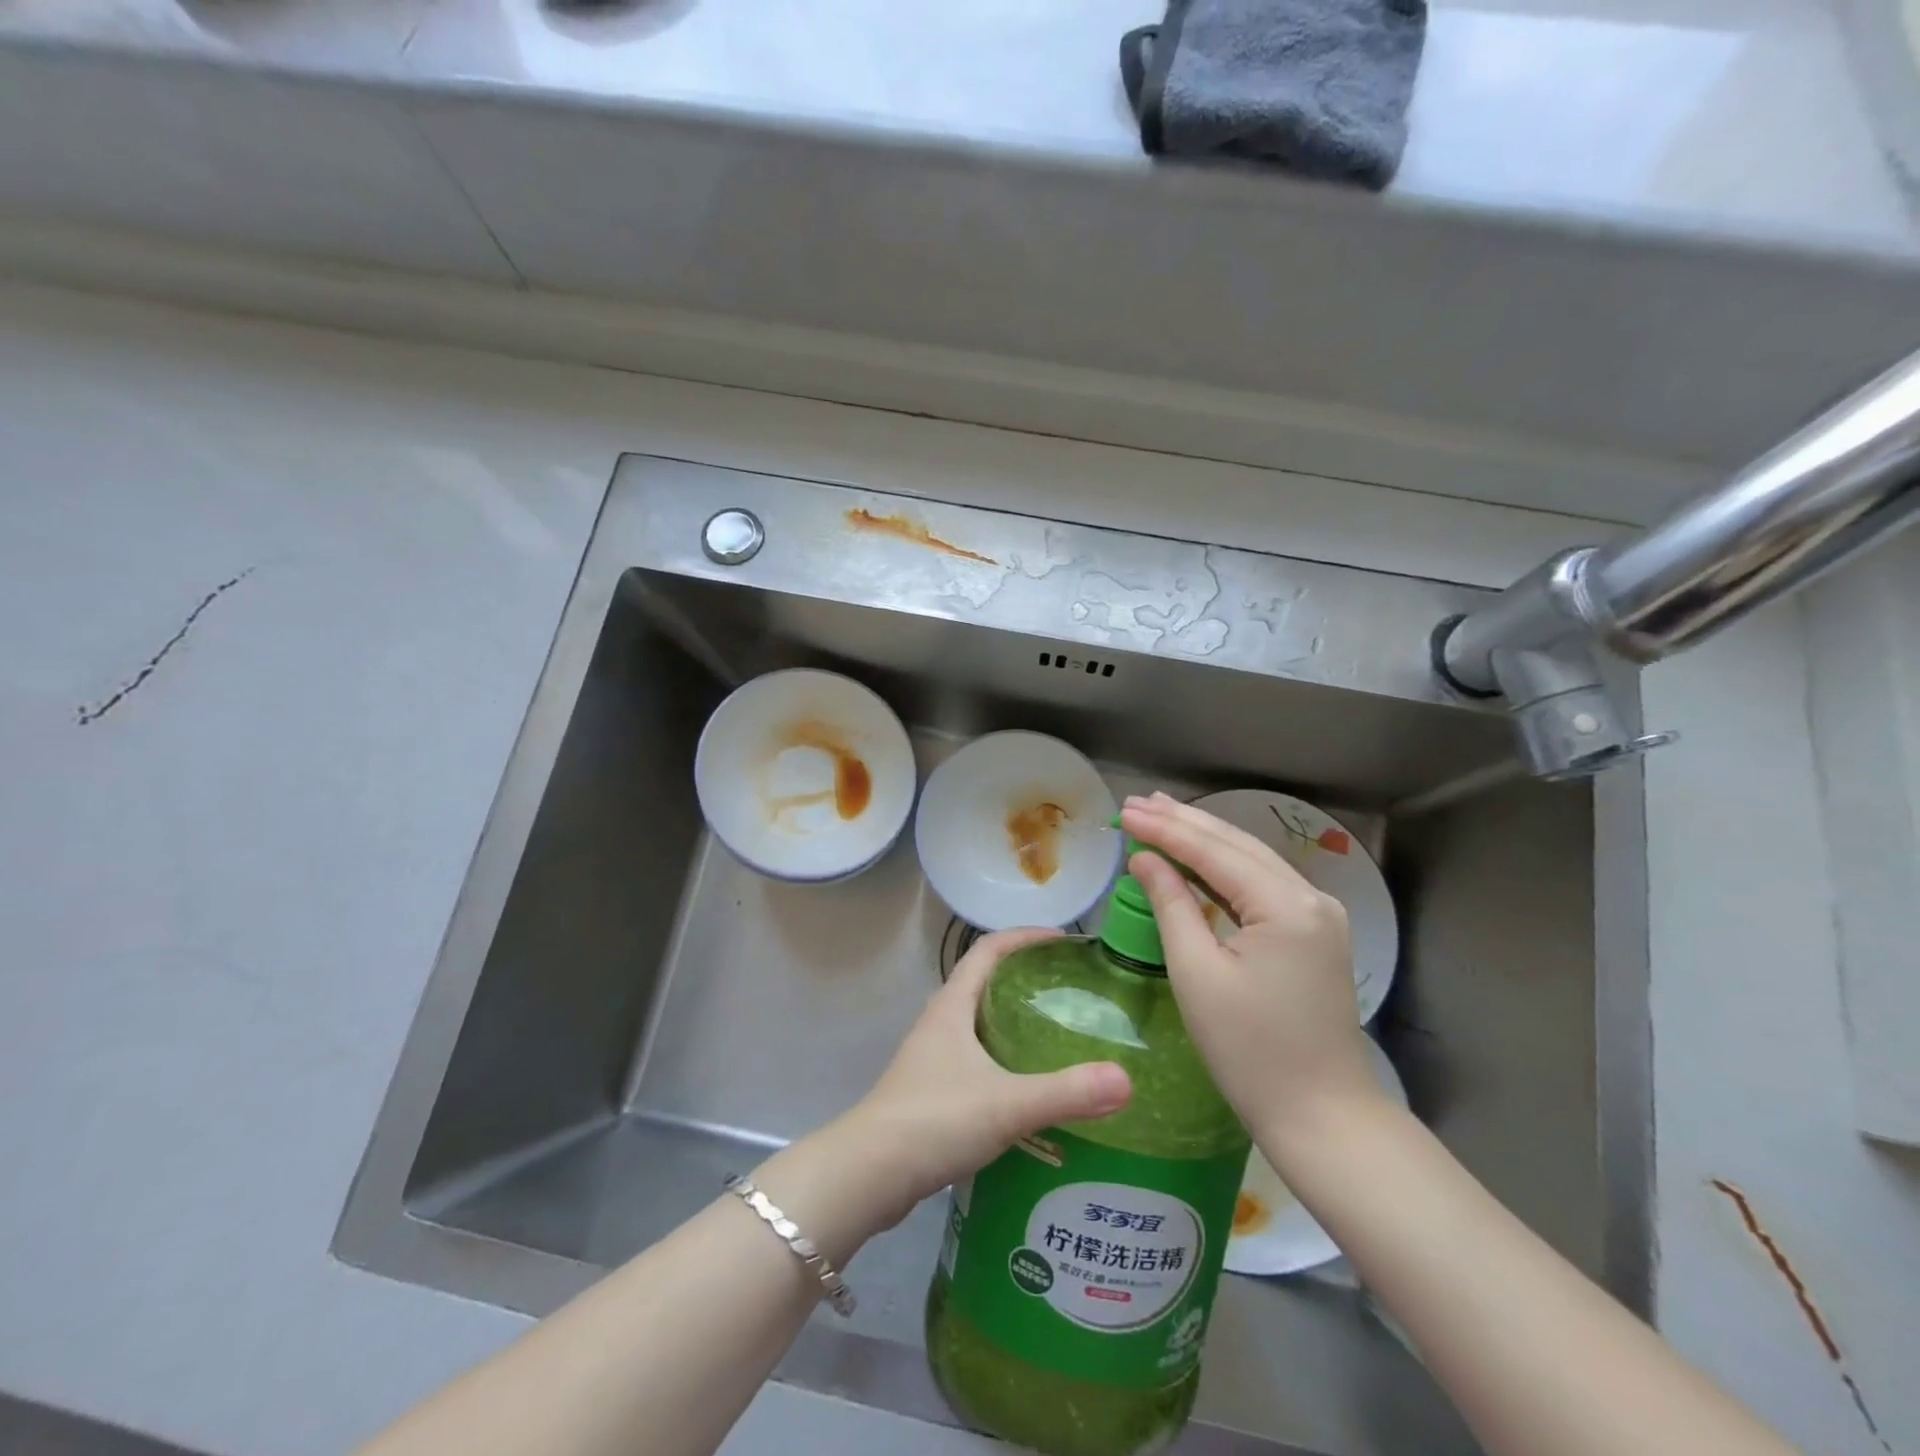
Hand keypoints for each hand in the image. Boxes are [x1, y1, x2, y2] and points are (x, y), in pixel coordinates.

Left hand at [772, 928, 1131, 1247]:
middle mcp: (940, 1022)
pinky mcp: (931, 1091)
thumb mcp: (1006, 1104)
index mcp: (952, 1006)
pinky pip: (975, 1059)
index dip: (1024, 936)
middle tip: (1071, 991)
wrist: (869, 1174)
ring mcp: (932, 1058)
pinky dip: (1004, 1060)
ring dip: (1014, 1021)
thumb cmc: (934, 1120)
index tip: (1064, 940)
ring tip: (1058, 1036)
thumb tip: (1126, 1080)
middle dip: (1026, 978)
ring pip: (979, 1023)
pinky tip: (1029, 1089)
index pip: (988, 949)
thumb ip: (1065, 1092)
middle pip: (985, 982)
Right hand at [1120, 793, 1382, 1153]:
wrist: (1322, 1115)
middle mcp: (1311, 897)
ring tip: (1160, 813)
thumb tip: (1145, 859)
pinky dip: (1225, 866)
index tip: (1124, 811)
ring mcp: (1318, 914)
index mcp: (1285, 906)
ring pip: (1251, 859)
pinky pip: (1262, 883)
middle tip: (1137, 803)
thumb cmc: (1250, 1051)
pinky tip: (1198, 855)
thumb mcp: (1197, 974)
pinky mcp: (1314, 933)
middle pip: (1237, 845)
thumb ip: (1171, 904)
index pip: (1214, 852)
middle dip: (1184, 821)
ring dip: (1204, 837)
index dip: (1165, 829)